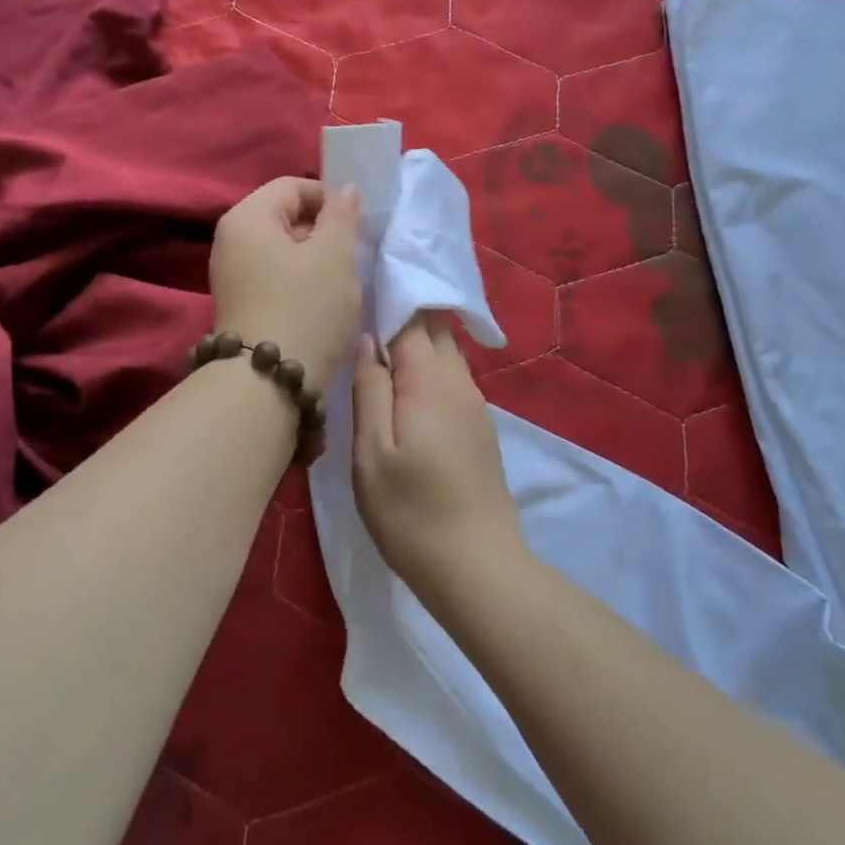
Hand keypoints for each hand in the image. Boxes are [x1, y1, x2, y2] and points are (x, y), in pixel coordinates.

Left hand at [210, 178, 362, 384]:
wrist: (268, 383)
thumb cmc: (305, 307)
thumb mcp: (335, 255)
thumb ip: (342, 214)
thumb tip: (345, 189)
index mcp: (247, 217)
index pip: (293, 186)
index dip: (330, 198)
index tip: (358, 225)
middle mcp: (230, 240)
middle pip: (286, 216)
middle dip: (323, 230)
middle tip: (354, 254)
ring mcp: (232, 274)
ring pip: (283, 249)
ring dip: (315, 258)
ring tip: (342, 281)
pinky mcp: (241, 303)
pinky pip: (275, 275)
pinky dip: (300, 281)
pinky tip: (321, 302)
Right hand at [351, 314, 524, 603]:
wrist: (478, 567)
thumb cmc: (411, 512)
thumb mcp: (372, 454)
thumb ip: (370, 389)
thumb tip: (367, 339)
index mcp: (429, 381)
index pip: (412, 317)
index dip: (391, 293)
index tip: (366, 276)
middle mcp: (458, 381)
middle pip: (435, 327)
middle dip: (407, 307)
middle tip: (368, 299)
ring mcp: (474, 404)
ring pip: (446, 351)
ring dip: (418, 336)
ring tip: (381, 334)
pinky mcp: (479, 426)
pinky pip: (452, 375)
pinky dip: (429, 362)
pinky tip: (406, 378)